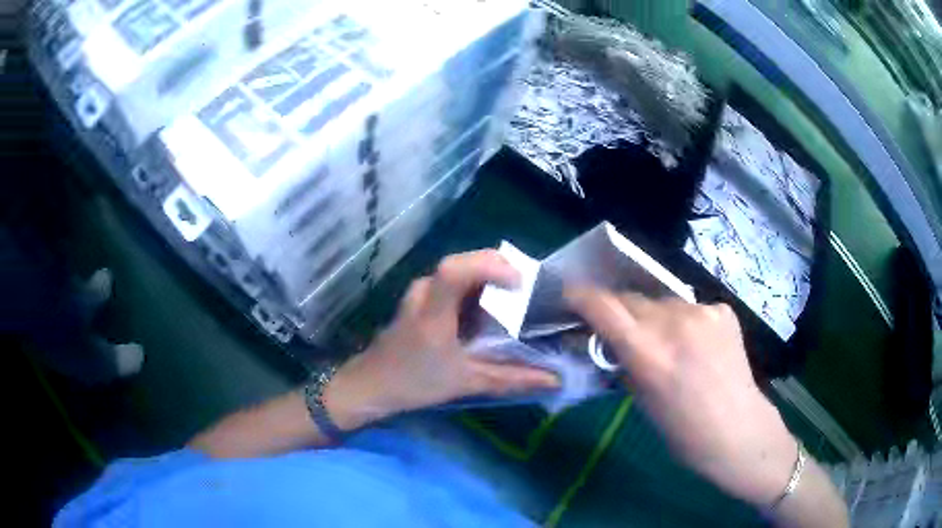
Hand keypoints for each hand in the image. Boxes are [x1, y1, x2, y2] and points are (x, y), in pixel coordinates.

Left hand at [324, 250, 559, 430]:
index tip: (520, 283)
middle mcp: (425, 291)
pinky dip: (475, 288)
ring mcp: (420, 291)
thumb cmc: (414, 383)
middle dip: (498, 269)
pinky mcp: (420, 297)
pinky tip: (487, 311)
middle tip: (527, 290)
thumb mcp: (466, 382)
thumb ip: (511, 379)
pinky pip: (452, 281)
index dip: (489, 266)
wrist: (370, 384)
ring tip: (513, 299)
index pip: (455, 270)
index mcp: (433, 311)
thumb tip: (554, 380)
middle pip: (462, 262)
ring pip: (459, 270)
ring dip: (487, 278)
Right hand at [565, 288, 798, 506]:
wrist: (738, 431)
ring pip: (662, 302)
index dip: (582, 297)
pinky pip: (691, 308)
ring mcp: (703, 313)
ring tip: (666, 342)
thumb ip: (624, 363)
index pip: (604, 306)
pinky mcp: (723, 310)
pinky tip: (697, 345)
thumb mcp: (642, 401)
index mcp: (649, 354)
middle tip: (620, 330)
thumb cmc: (683, 432)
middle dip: (619, 311)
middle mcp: (675, 324)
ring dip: (654, 317)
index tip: (572, 297)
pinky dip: (685, 322)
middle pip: (632, 299)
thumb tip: (607, 342)